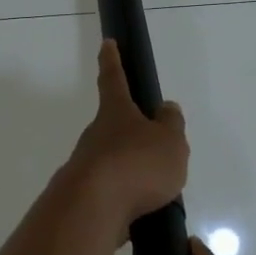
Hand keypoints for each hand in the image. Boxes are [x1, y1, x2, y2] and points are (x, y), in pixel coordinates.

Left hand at [61, 40, 187, 237]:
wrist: (93, 210)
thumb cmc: (136, 164)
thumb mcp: (169, 140)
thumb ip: (171, 123)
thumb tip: (165, 108)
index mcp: (116, 113)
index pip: (113, 79)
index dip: (112, 60)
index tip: (107, 43)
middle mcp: (96, 135)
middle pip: (113, 125)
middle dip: (131, 131)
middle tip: (154, 145)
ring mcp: (86, 166)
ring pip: (112, 160)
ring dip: (130, 169)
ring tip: (157, 188)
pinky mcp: (85, 197)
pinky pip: (111, 191)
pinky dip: (126, 197)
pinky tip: (141, 211)